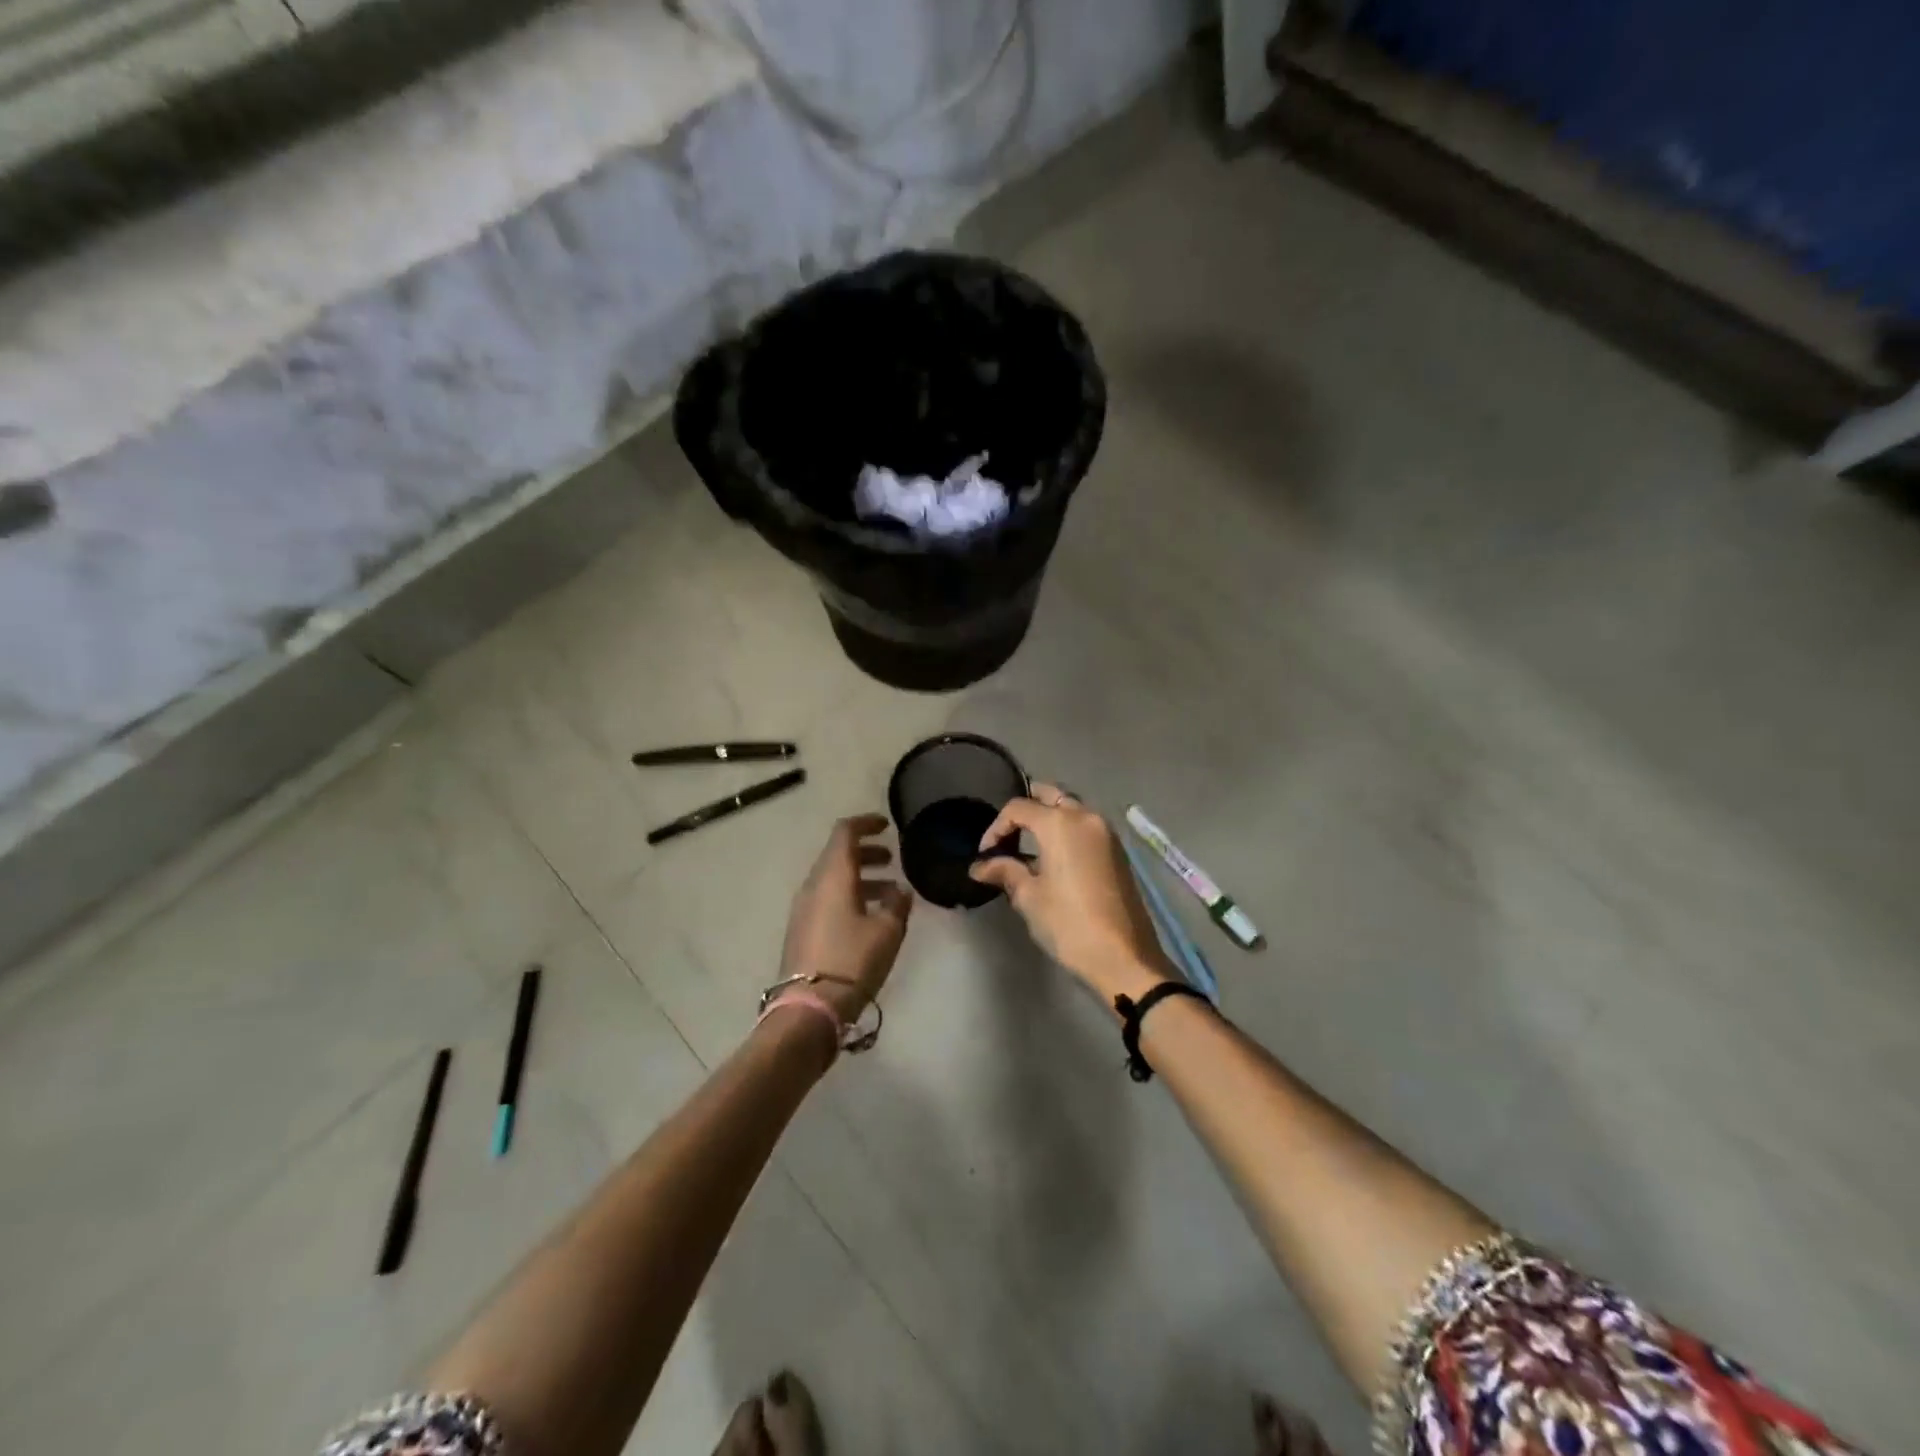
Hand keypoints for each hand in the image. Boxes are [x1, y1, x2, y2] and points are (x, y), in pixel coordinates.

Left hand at [781, 814, 913, 1021]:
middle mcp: (813, 885)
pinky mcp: (802, 931)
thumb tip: (900, 892)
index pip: (845, 832)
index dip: (866, 823)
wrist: (809, 1007)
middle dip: (866, 853)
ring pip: (833, 880)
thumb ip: (897, 905)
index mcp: (832, 876)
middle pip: (838, 855)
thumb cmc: (852, 960)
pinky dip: (850, 897)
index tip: (887, 825)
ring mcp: (803, 909)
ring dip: (861, 879)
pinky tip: (871, 918)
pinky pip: (827, 900)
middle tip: (892, 860)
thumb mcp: (887, 931)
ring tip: (890, 894)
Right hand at [969, 783, 1174, 1001]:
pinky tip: (1054, 857)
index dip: (996, 828)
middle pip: (1050, 796)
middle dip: (1026, 809)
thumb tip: (980, 866)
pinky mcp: (1117, 850)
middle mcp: (1085, 817)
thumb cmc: (1069, 924)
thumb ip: (1005, 871)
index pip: (1018, 808)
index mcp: (1060, 823)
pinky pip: (1086, 826)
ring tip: (1028, 846)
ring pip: (1071, 808)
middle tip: (1007, 835)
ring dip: (1049, 818)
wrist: (1123, 956)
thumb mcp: (1029, 897)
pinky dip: (1068, 830)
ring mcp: (1106, 832)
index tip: (986, 855)